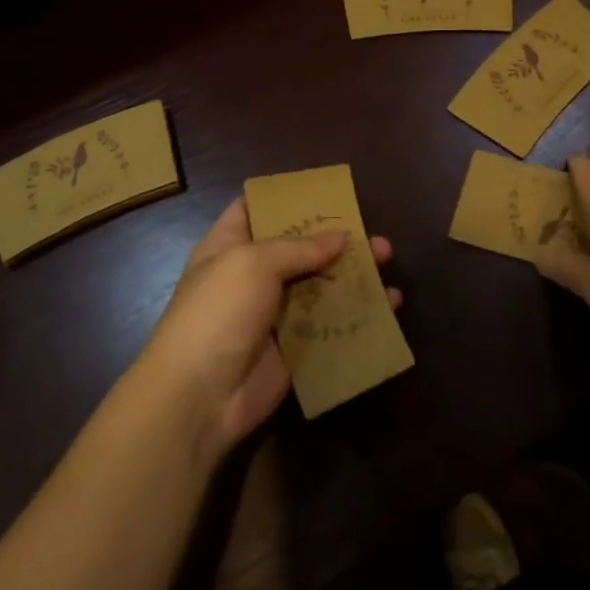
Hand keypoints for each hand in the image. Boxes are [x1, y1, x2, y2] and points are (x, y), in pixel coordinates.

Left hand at [137, 198, 400, 456]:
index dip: (286, 199)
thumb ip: (299, 247)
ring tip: (388, 261)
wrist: (200, 397)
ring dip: (352, 274)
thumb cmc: (218, 312)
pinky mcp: (294, 349)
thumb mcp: (253, 263)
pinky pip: (330, 325)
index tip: (324, 192)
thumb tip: (341, 237)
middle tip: (371, 232)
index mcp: (229, 246)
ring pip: (320, 286)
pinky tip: (389, 306)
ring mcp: (273, 314)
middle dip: (335, 239)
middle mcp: (252, 276)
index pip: (255, 210)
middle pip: (298, 249)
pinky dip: (358, 316)